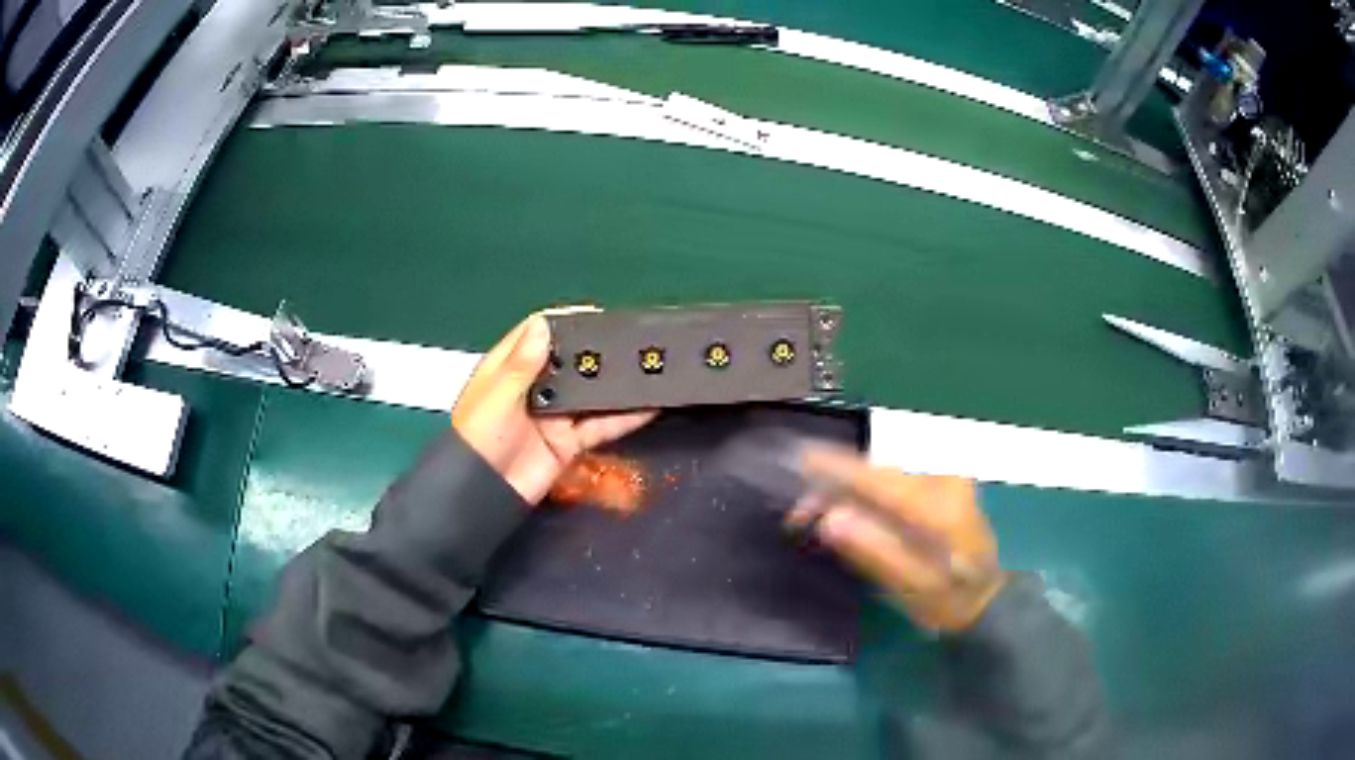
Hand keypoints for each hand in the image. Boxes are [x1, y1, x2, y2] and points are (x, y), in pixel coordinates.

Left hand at [452, 313, 655, 504]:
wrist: (484, 495)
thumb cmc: (479, 440)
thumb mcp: (497, 398)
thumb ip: (522, 364)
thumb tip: (543, 324)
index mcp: (509, 370)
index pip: (536, 335)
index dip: (564, 322)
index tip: (596, 314)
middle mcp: (534, 388)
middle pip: (569, 361)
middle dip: (596, 350)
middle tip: (631, 339)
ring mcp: (554, 416)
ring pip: (589, 393)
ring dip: (614, 382)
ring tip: (646, 366)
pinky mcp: (569, 443)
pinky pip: (600, 426)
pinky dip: (624, 417)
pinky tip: (648, 405)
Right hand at [798, 448, 1006, 632]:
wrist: (988, 597)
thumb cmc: (950, 599)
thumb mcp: (913, 587)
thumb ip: (875, 551)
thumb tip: (829, 518)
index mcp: (938, 505)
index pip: (878, 479)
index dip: (836, 467)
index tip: (799, 459)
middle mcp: (943, 480)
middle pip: (876, 475)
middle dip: (833, 488)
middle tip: (797, 516)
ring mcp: (944, 479)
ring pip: (881, 477)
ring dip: (845, 491)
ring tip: (812, 514)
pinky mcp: (940, 485)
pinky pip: (892, 483)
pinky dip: (863, 493)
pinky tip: (844, 509)